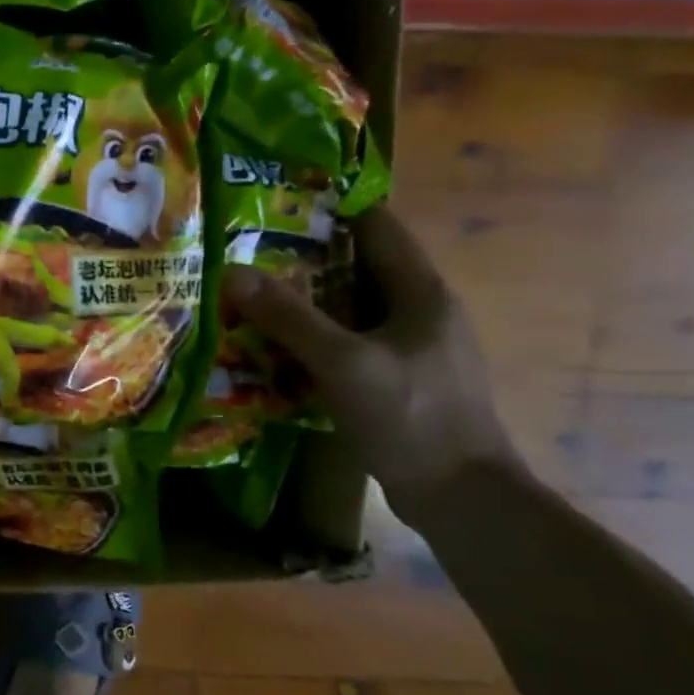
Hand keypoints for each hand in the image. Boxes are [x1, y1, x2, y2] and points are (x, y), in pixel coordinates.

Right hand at [220, 205, 521, 519]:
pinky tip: (275, 346)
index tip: (279, 198)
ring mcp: (410, 348)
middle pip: (358, 266)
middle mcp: (419, 311)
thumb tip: (233, 272)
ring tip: (250, 291)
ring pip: (350, 307)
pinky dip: (313, 336)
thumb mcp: (344, 363)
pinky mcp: (397, 380)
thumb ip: (290, 317)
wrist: (460, 496)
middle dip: (305, 255)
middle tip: (246, 249)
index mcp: (421, 293)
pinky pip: (348, 342)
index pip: (379, 227)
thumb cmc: (411, 417)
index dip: (334, 206)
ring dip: (305, 299)